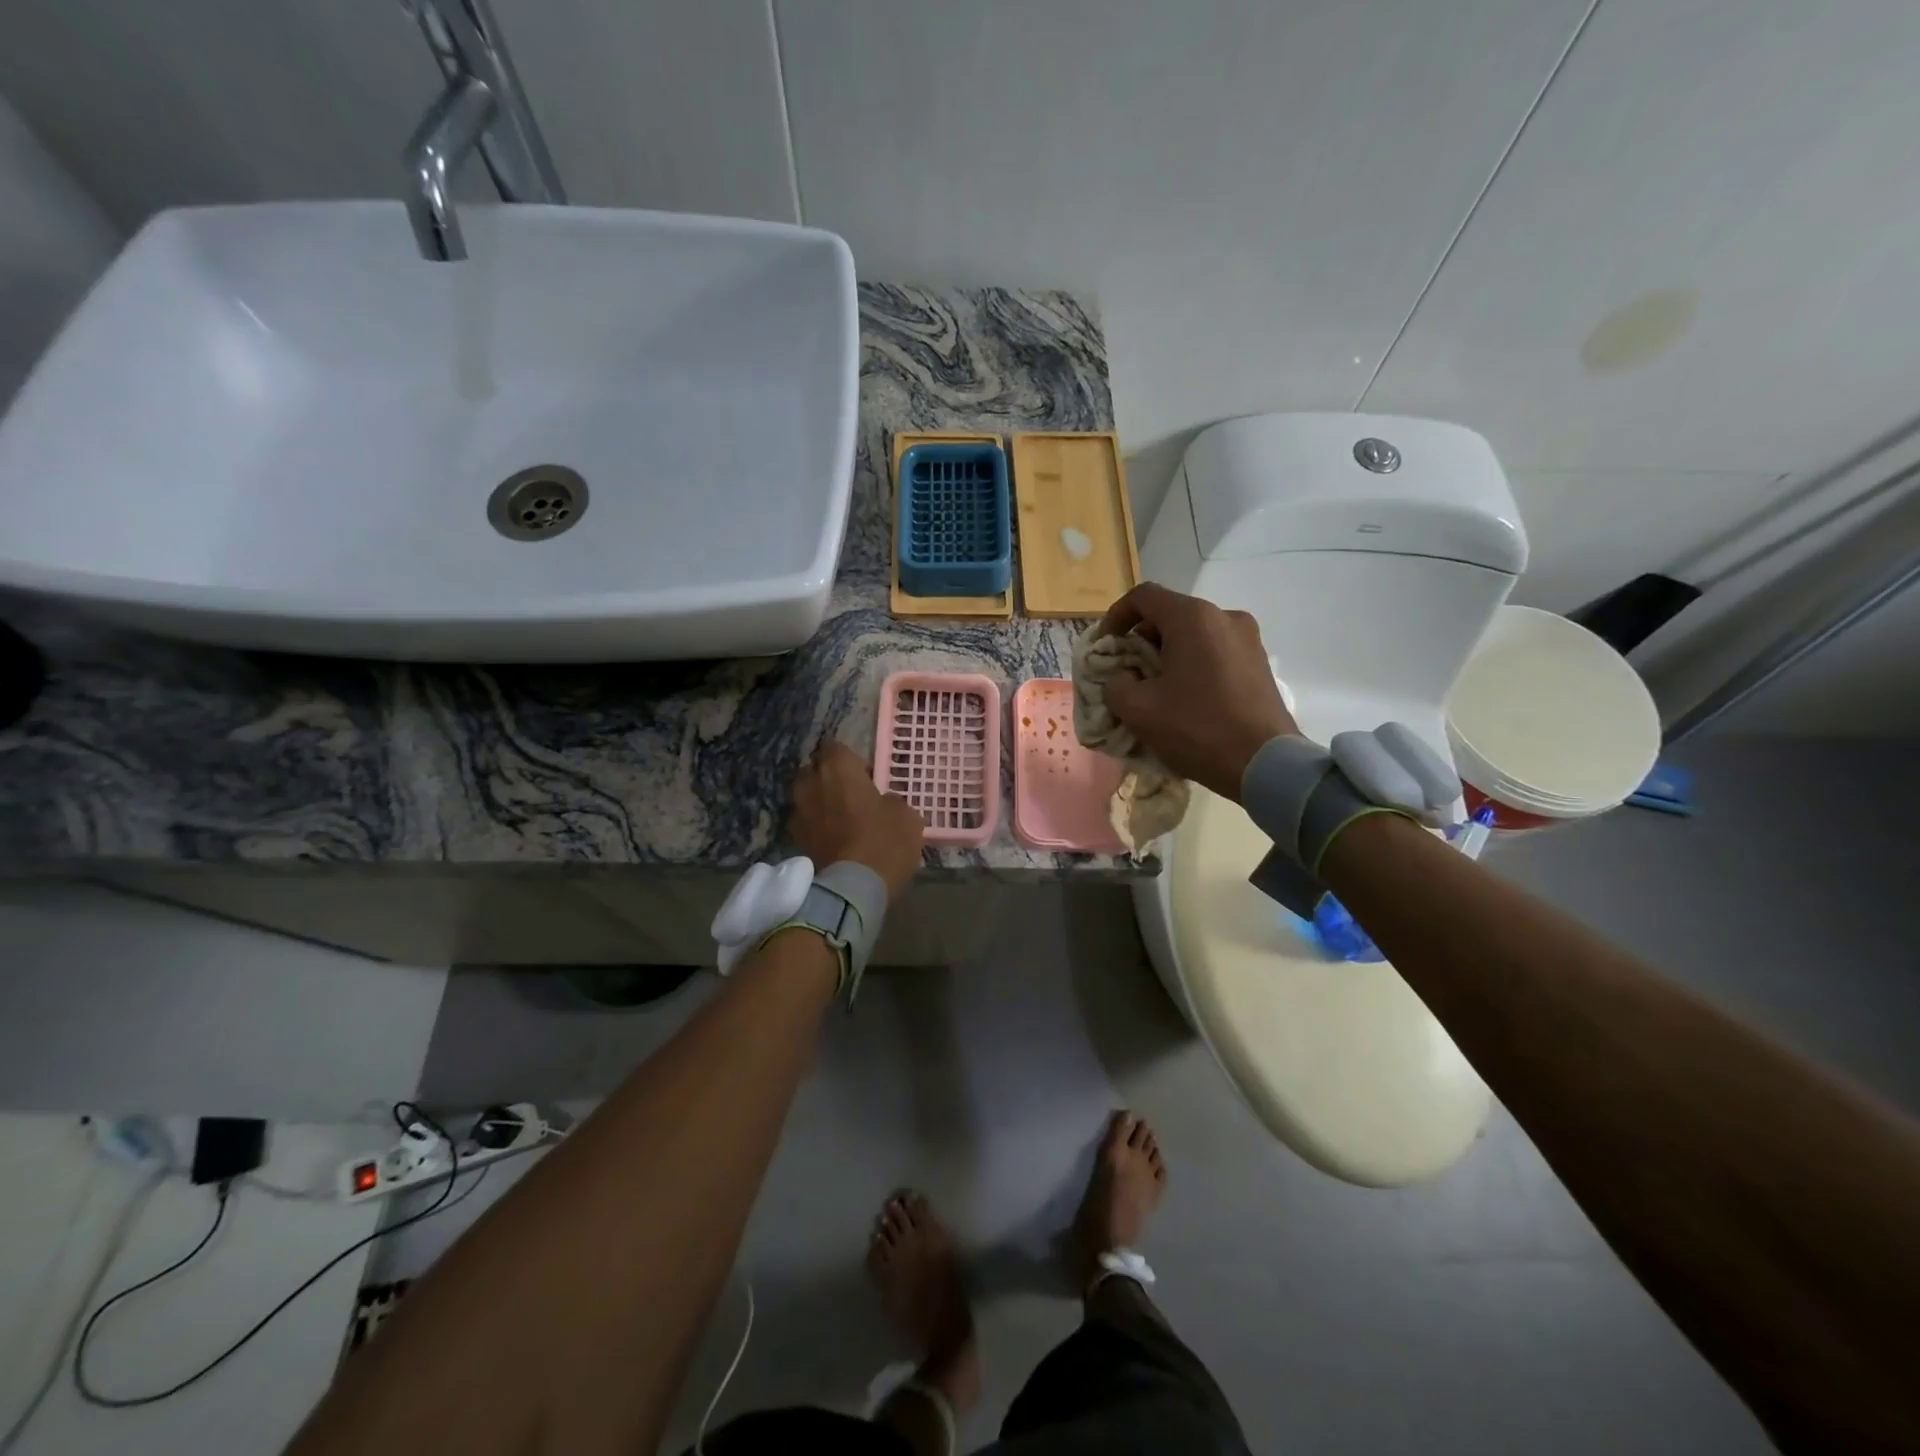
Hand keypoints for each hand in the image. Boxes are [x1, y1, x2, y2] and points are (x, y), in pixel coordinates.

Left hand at [790, 740, 924, 901]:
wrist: (852, 889)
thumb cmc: (883, 841)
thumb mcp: (906, 815)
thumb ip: (891, 799)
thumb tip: (883, 801)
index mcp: (837, 767)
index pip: (836, 748)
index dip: (852, 761)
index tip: (868, 778)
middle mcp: (810, 783)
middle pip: (815, 771)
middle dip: (830, 780)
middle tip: (853, 798)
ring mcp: (797, 812)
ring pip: (807, 798)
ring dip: (821, 804)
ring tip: (842, 822)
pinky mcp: (793, 839)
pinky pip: (806, 824)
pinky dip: (816, 828)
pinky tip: (834, 842)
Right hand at [1093, 583, 1301, 800]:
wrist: (1265, 764)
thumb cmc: (1196, 729)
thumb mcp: (1137, 710)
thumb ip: (1114, 684)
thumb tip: (1121, 678)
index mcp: (1193, 618)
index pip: (1143, 596)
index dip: (1116, 616)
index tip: (1105, 646)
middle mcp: (1224, 617)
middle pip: (1170, 614)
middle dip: (1142, 640)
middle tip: (1127, 672)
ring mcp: (1248, 639)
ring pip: (1194, 634)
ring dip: (1168, 654)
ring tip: (1156, 688)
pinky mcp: (1260, 663)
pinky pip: (1215, 651)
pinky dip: (1193, 664)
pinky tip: (1186, 698)